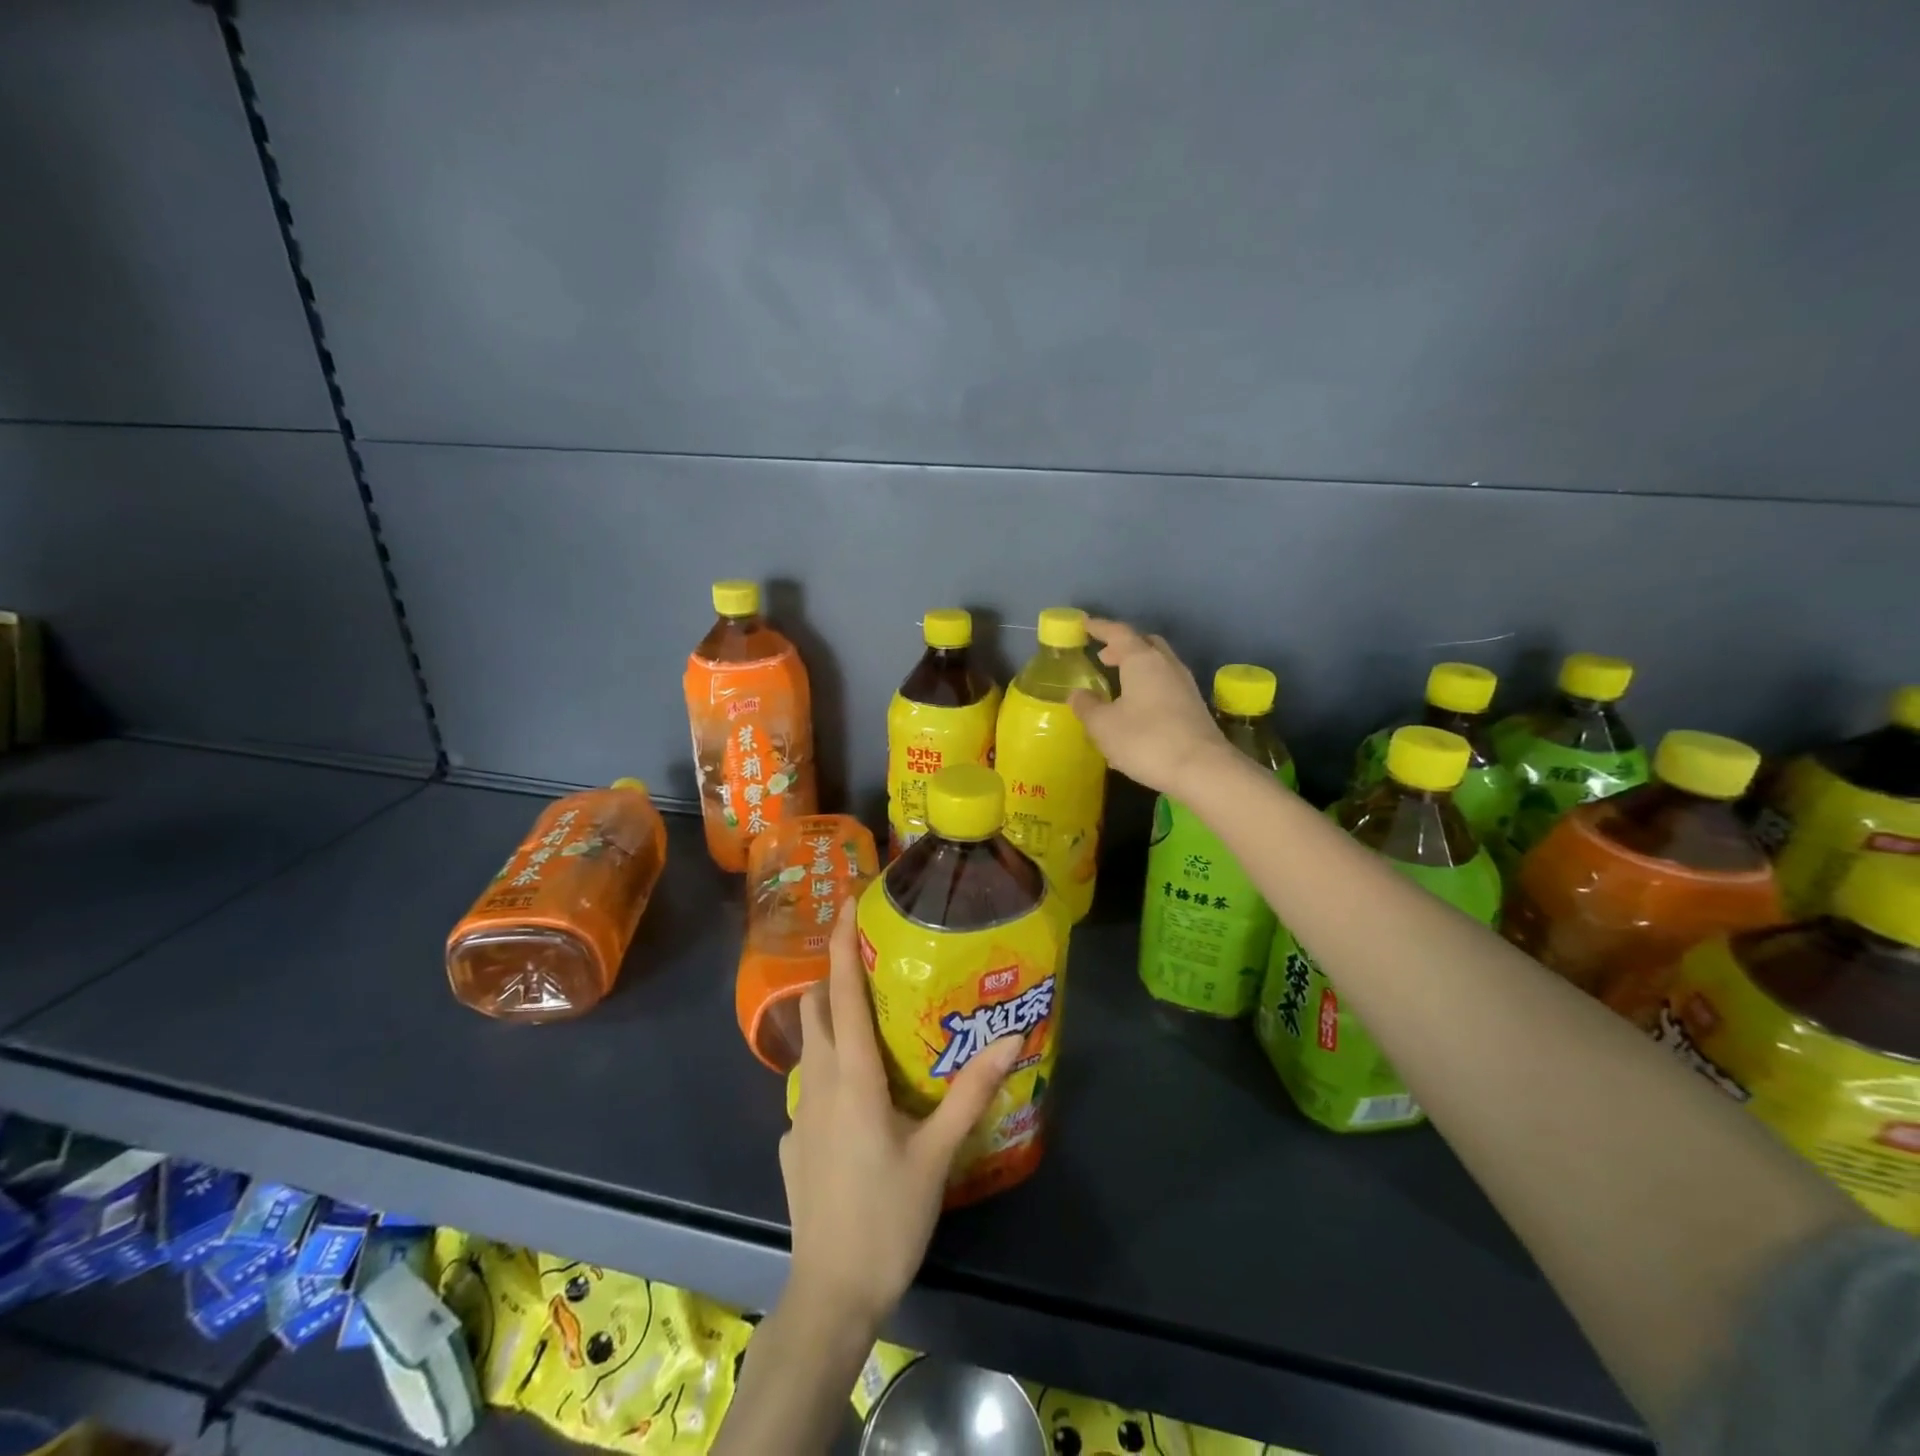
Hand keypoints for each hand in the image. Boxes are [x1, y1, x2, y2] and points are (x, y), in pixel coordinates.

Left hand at [781, 900, 1022, 1329]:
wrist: (830, 1294)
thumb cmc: (886, 1216)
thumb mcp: (937, 1154)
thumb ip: (972, 1093)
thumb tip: (1012, 1040)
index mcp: (850, 1075)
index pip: (840, 991)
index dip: (839, 942)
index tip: (845, 902)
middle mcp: (816, 1082)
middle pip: (815, 1009)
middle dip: (833, 975)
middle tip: (872, 961)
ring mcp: (797, 1114)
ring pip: (809, 1046)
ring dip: (831, 1019)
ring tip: (871, 1018)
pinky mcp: (793, 1142)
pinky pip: (809, 1086)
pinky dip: (829, 1068)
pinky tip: (859, 1095)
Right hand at [1070, 617, 1227, 798]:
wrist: (1203, 770)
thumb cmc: (1146, 740)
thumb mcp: (1104, 726)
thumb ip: (1087, 706)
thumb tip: (1078, 694)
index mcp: (1142, 660)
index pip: (1118, 633)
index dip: (1099, 627)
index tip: (1084, 624)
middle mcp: (1166, 665)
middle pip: (1145, 643)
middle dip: (1123, 646)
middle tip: (1103, 657)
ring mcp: (1185, 685)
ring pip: (1158, 664)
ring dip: (1137, 667)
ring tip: (1117, 683)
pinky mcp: (1194, 707)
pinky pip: (1166, 685)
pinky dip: (1148, 686)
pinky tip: (1136, 709)